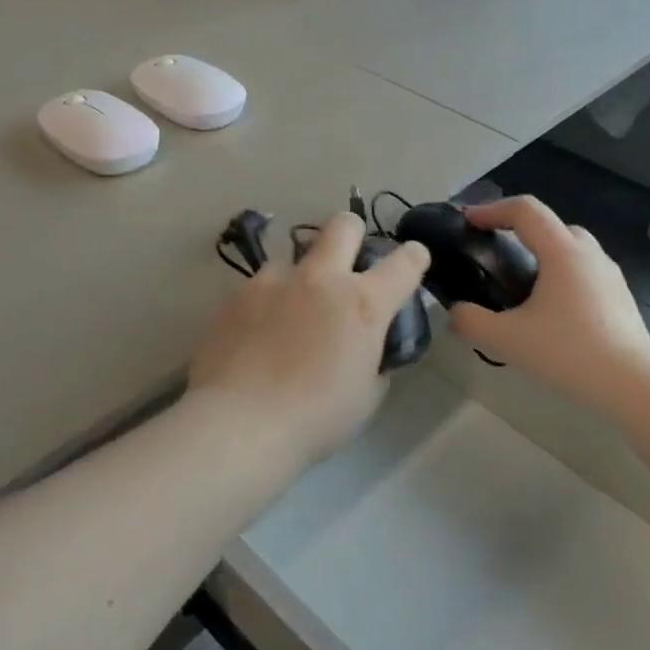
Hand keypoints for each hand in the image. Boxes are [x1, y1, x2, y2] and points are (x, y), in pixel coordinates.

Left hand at [189, 213, 430, 465]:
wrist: (240, 423)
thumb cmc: (316, 418)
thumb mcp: (366, 395)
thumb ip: (374, 361)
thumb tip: (367, 350)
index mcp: (363, 304)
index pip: (404, 262)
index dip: (413, 257)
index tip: (412, 260)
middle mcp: (320, 279)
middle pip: (343, 225)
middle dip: (352, 234)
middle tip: (347, 262)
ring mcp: (273, 282)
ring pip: (292, 256)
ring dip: (300, 275)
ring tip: (290, 310)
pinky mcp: (236, 295)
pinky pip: (258, 285)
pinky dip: (267, 301)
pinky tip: (258, 332)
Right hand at [446, 197, 649, 413]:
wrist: (633, 384)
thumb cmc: (569, 353)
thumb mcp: (507, 339)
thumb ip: (471, 321)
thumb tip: (455, 312)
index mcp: (563, 252)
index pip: (525, 210)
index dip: (492, 209)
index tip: (468, 222)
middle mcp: (589, 254)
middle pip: (550, 224)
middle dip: (518, 229)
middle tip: (493, 252)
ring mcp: (609, 275)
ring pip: (571, 247)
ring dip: (542, 253)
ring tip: (519, 283)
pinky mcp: (619, 297)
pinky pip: (583, 271)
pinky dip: (560, 275)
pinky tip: (549, 311)